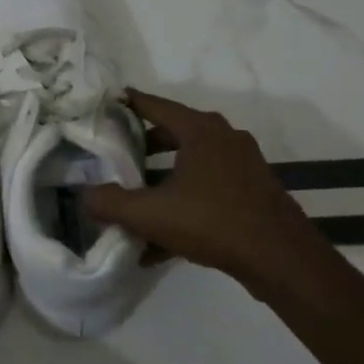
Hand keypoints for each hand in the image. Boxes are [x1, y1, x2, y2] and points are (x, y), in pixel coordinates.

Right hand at [83, 90, 331, 304]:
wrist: (281, 260)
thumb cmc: (212, 222)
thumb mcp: (150, 214)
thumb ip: (109, 202)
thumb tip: (83, 196)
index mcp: (200, 130)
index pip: (154, 104)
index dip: (125, 104)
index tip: (102, 105)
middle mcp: (224, 138)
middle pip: (172, 133)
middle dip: (141, 147)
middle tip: (113, 157)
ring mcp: (241, 165)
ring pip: (189, 164)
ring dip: (161, 180)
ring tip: (133, 201)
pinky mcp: (250, 192)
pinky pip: (206, 190)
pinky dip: (182, 205)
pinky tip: (159, 243)